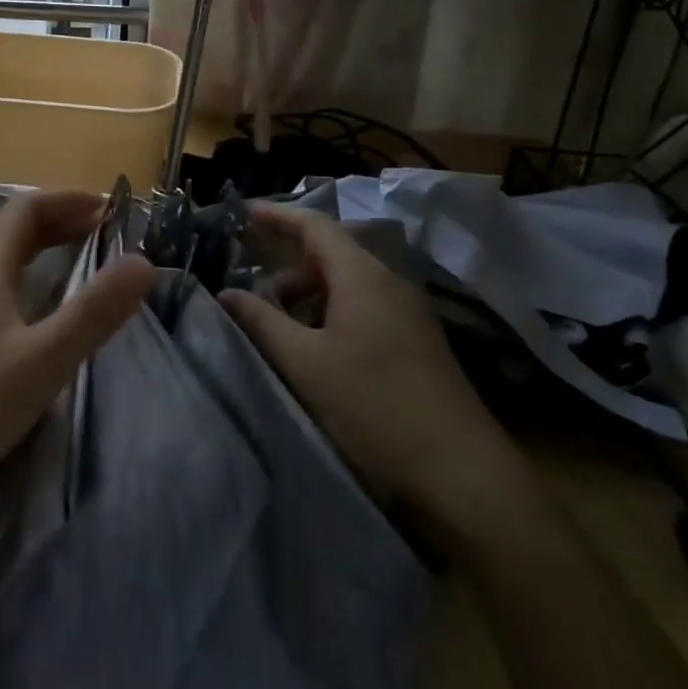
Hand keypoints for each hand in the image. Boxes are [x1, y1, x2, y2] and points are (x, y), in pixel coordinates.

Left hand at [0, 190, 154, 504]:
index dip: (66, 200)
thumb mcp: (44, 359)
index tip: (107, 209)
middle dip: (60, 222)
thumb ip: (94, 312)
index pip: (25, 210)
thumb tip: (143, 261)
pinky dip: (30, 280)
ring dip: (44, 250)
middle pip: (13, 232)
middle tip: (103, 232)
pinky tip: (42, 312)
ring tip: (81, 261)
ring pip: (4, 261)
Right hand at [221, 203, 540, 550]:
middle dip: (285, 266)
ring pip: (345, 285)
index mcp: (362, 275)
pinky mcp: (415, 341)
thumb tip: (225, 293)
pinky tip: (313, 349)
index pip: (314, 224)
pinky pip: (363, 308)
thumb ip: (262, 322)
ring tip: (275, 326)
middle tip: (247, 289)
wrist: (462, 472)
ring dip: (306, 295)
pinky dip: (329, 314)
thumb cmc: (375, 407)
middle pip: (329, 254)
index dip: (276, 215)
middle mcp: (388, 282)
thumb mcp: (306, 364)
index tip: (240, 216)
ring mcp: (406, 312)